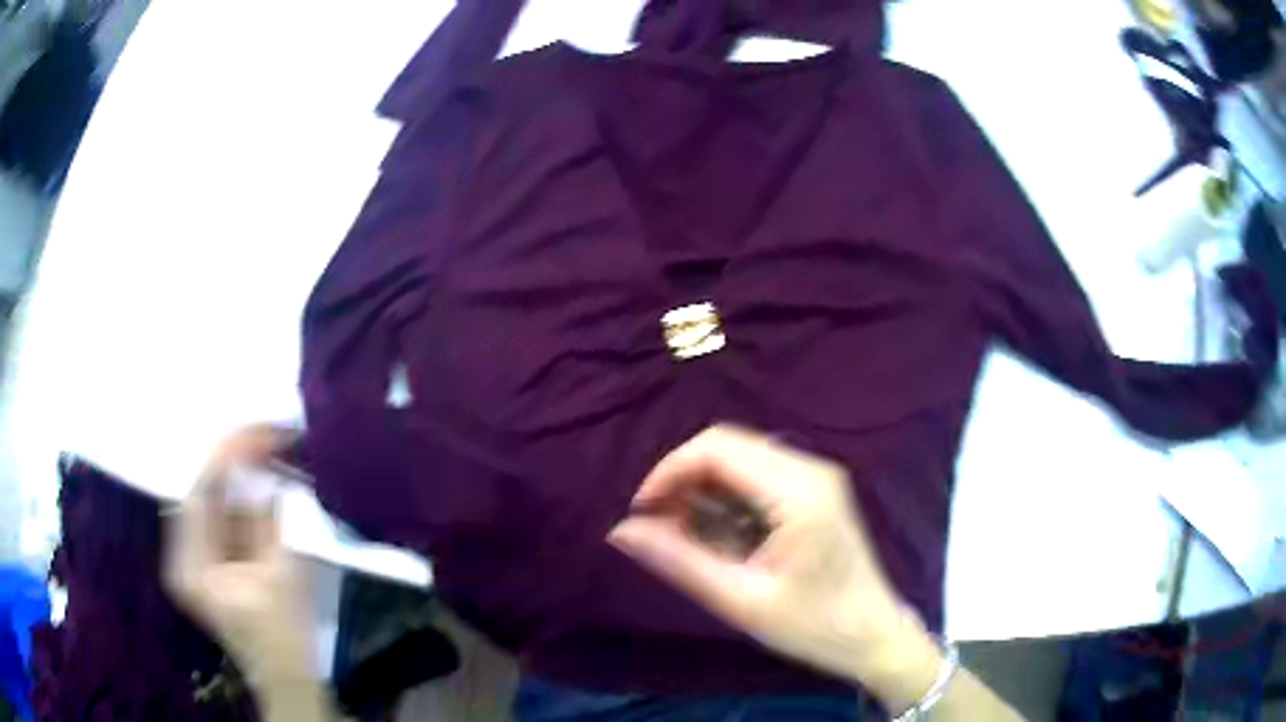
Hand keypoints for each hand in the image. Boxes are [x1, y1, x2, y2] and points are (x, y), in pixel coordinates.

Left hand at [164, 426, 313, 687]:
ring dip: (244, 472)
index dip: (227, 459)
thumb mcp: (283, 581)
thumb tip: (268, 478)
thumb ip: (269, 527)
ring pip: (216, 497)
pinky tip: (270, 473)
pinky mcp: (212, 555)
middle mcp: (185, 553)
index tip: (260, 432)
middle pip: (205, 491)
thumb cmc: (286, 638)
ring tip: (276, 444)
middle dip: (237, 459)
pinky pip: (226, 512)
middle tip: (272, 432)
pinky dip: (248, 493)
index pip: (200, 495)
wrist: (287, 676)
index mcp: (192, 565)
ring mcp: (197, 553)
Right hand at [608, 425, 940, 707]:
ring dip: (703, 490)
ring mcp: (816, 477)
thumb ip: (679, 561)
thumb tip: (621, 532)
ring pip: (740, 459)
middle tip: (659, 527)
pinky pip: (757, 477)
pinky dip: (726, 500)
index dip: (668, 471)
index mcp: (798, 490)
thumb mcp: (741, 600)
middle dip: (683, 480)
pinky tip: (719, 537)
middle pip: (727, 447)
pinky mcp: (815, 492)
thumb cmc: (814, 626)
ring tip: (685, 537)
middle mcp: (810, 469)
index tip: (641, 513)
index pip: (717, 448)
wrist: (873, 637)